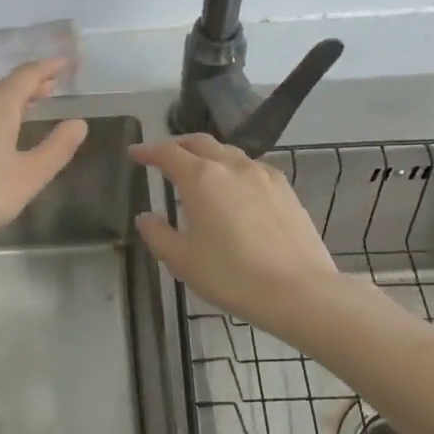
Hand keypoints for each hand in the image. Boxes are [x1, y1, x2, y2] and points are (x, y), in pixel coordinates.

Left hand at [0, 59, 88, 254]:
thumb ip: (57, 148)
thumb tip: (78, 123)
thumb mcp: (30, 175)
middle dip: (31, 84)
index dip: (48, 67)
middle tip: (52, 86)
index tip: (64, 63)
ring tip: (30, 106)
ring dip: (11, 100)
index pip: (27, 74)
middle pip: (5, 85)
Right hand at [130, 135, 340, 338]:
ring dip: (207, 155)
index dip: (148, 151)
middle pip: (200, 143)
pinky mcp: (285, 189)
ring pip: (228, 152)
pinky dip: (233, 169)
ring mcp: (263, 175)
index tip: (135, 153)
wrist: (298, 291)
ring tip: (198, 172)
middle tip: (163, 156)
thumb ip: (158, 234)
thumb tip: (146, 217)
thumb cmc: (231, 276)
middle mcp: (232, 166)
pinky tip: (233, 190)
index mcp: (201, 178)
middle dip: (178, 145)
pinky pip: (251, 168)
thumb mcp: (182, 261)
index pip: (168, 153)